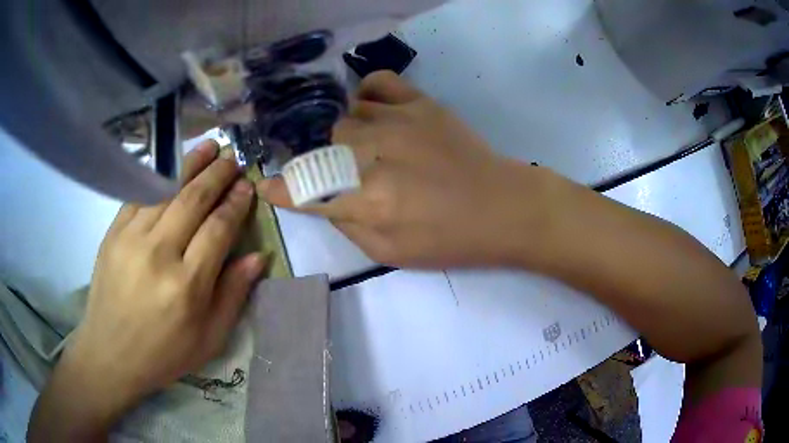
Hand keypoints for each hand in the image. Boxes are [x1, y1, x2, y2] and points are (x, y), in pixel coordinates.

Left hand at [35, 141, 263, 433]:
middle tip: (232, 158)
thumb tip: (258, 256)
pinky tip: (171, 173)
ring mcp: (131, 238)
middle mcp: (158, 254)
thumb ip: (234, 294)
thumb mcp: (209, 338)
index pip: (218, 229)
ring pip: (166, 191)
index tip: (247, 186)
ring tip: (208, 148)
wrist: (111, 354)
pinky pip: (140, 197)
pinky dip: (159, 181)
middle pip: (193, 200)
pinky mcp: (113, 233)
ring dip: (190, 166)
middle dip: (217, 174)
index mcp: (187, 286)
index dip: (235, 203)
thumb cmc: (164, 353)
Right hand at [258, 71, 551, 267]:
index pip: (307, 191)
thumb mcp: (391, 254)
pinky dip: (368, 93)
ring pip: (347, 116)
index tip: (266, 185)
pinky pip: (378, 82)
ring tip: (372, 148)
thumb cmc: (450, 240)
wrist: (502, 208)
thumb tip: (324, 201)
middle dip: (328, 163)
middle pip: (324, 146)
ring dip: (351, 136)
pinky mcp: (421, 104)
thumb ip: (349, 227)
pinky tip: (376, 110)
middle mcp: (375, 155)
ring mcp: (398, 122)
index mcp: (368, 201)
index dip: (281, 189)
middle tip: (349, 173)